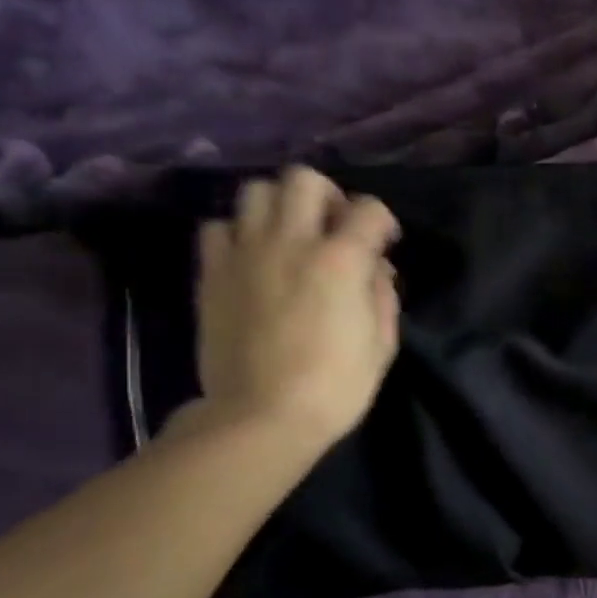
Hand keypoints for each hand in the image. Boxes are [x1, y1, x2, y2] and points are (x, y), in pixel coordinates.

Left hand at [189, 166, 400, 450]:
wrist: (261, 418)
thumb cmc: (336, 387)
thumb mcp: (382, 344)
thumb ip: (383, 295)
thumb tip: (374, 270)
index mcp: (342, 260)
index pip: (369, 209)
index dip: (383, 222)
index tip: (384, 243)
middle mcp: (292, 242)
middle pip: (305, 179)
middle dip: (328, 196)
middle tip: (332, 228)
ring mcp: (245, 253)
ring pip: (256, 191)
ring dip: (280, 207)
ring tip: (289, 237)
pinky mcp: (212, 273)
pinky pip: (217, 227)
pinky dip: (237, 234)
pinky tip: (251, 258)